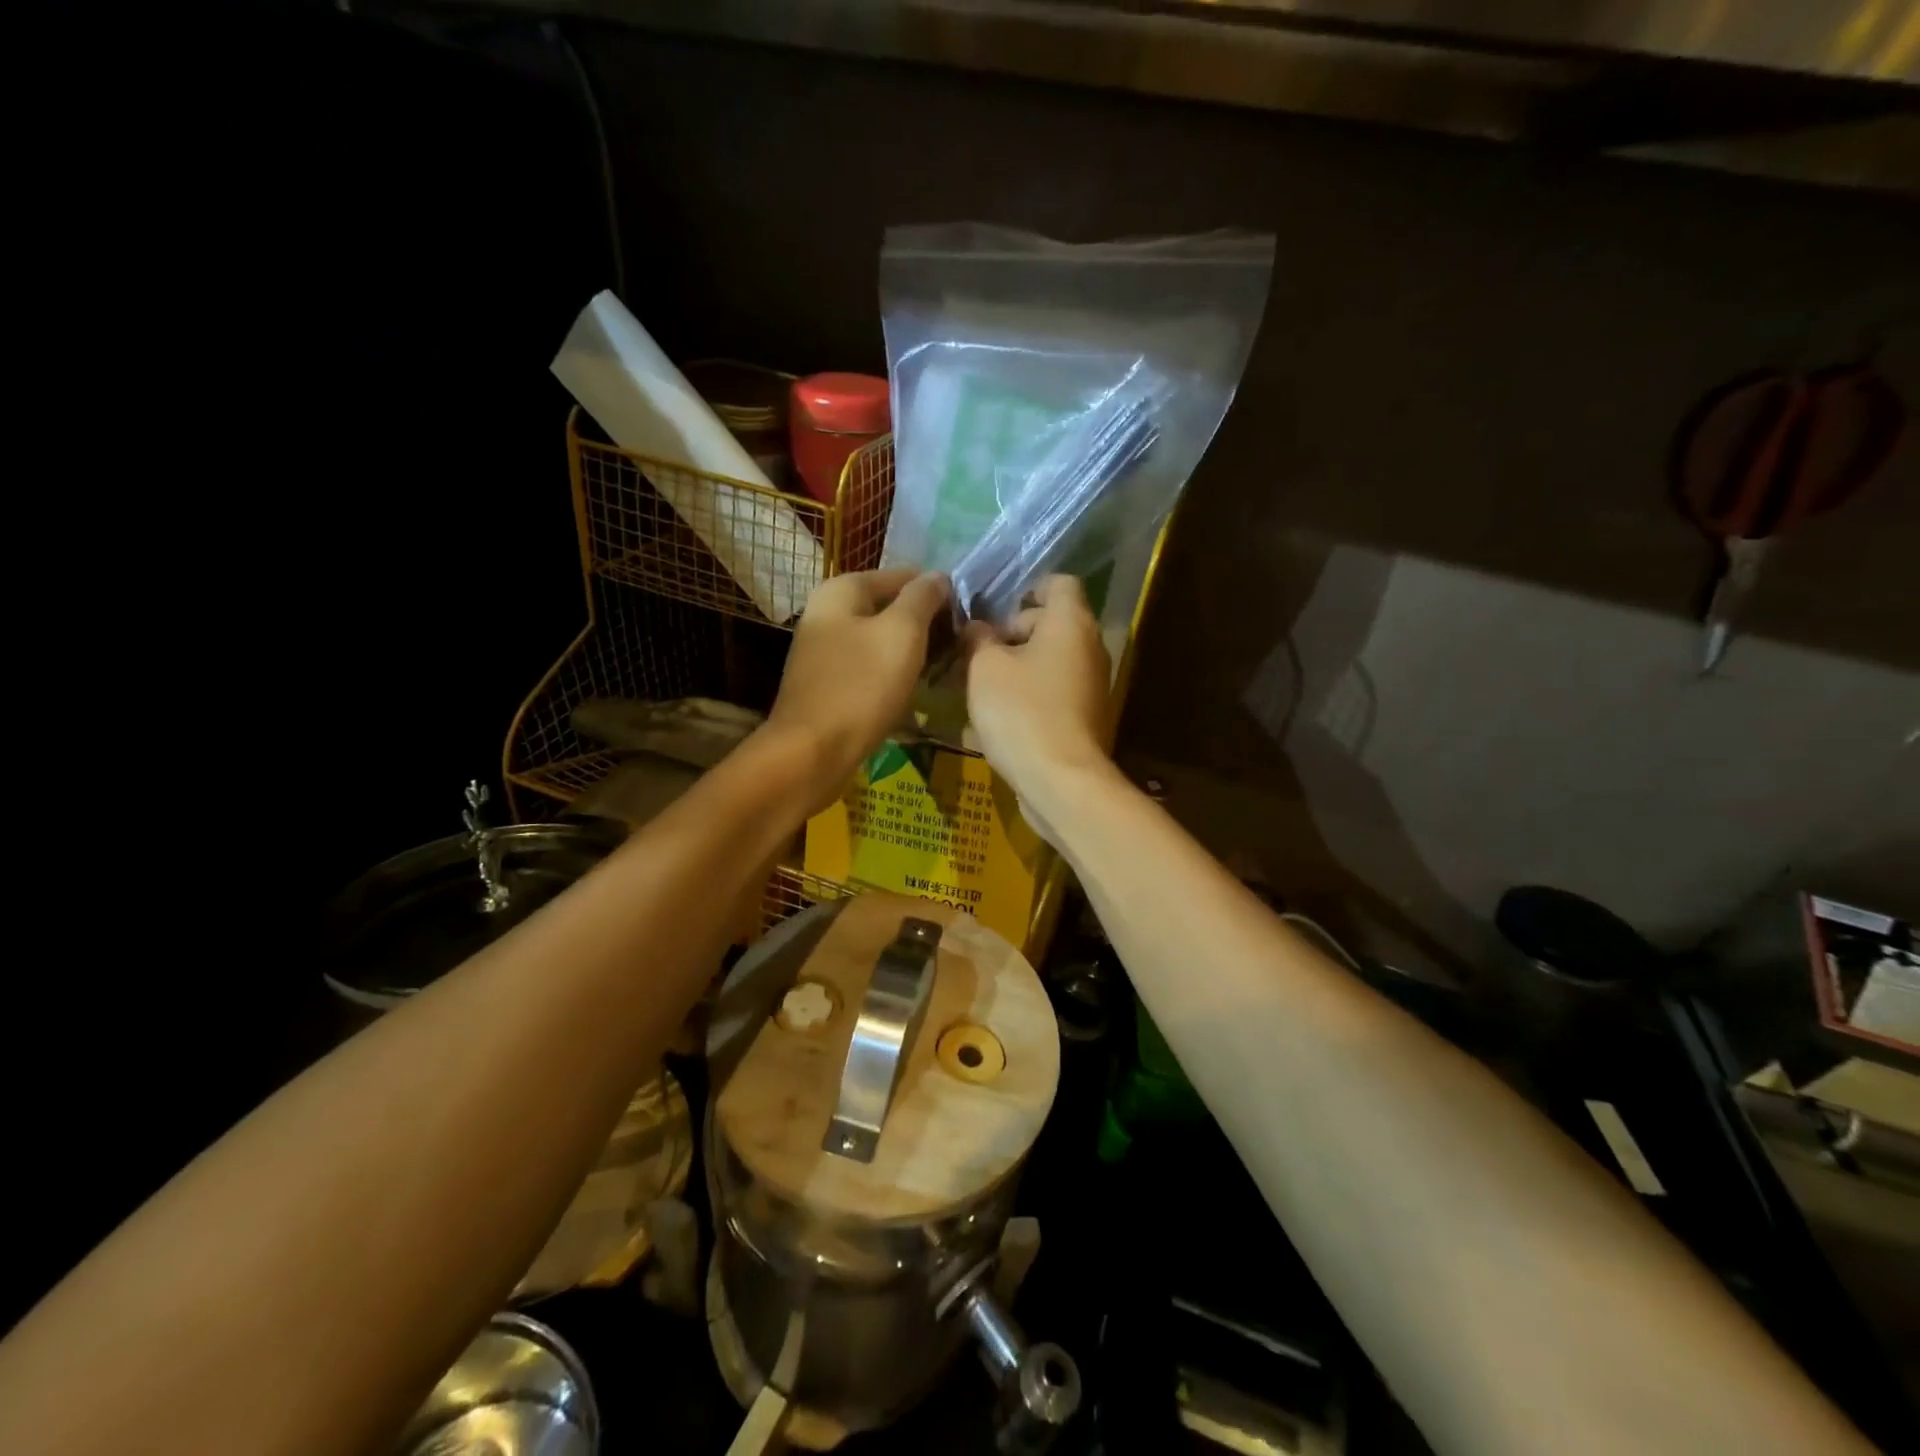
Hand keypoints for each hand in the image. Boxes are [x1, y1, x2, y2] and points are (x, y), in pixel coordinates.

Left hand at [766, 567, 950, 802]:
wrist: (813, 752)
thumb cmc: (862, 686)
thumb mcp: (902, 632)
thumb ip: (923, 597)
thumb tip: (939, 576)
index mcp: (841, 589)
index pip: (904, 575)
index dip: (938, 594)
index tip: (964, 622)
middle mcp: (827, 612)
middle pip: (891, 606)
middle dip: (925, 624)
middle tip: (956, 649)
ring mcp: (824, 649)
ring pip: (881, 639)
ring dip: (911, 651)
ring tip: (940, 670)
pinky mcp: (828, 682)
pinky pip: (870, 666)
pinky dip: (893, 673)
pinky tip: (912, 690)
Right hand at [964, 575, 1115, 840]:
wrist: (1061, 781)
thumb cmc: (1021, 711)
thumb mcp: (984, 667)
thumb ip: (978, 638)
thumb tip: (977, 628)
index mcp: (1071, 623)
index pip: (1059, 583)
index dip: (1027, 589)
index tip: (996, 612)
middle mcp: (1090, 647)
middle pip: (1053, 623)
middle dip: (1013, 634)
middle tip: (977, 654)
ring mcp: (1092, 685)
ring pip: (1051, 661)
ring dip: (1017, 667)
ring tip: (980, 687)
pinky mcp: (1086, 718)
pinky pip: (1054, 692)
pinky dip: (1030, 695)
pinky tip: (999, 718)